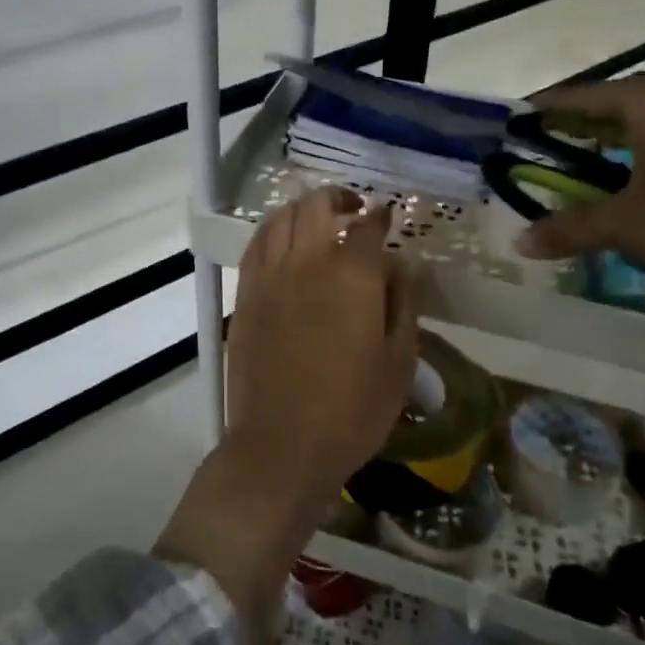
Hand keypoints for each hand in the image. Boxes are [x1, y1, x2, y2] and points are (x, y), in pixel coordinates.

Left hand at [227, 186, 418, 498]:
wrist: (281, 446)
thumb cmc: (352, 411)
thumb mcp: (399, 362)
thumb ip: (401, 303)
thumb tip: (395, 264)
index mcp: (351, 276)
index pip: (367, 227)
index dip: (380, 216)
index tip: (387, 217)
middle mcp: (306, 262)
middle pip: (316, 206)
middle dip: (339, 198)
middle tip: (354, 209)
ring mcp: (268, 276)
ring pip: (281, 218)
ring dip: (303, 210)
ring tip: (318, 222)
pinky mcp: (244, 295)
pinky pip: (256, 245)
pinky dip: (274, 231)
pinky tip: (284, 244)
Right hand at [519, 75, 644, 472]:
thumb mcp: (630, 227)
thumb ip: (572, 229)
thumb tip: (519, 242)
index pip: (587, 95)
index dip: (551, 106)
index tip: (521, 115)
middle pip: (625, 101)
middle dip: (587, 119)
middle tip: (556, 137)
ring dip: (626, 136)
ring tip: (599, 157)